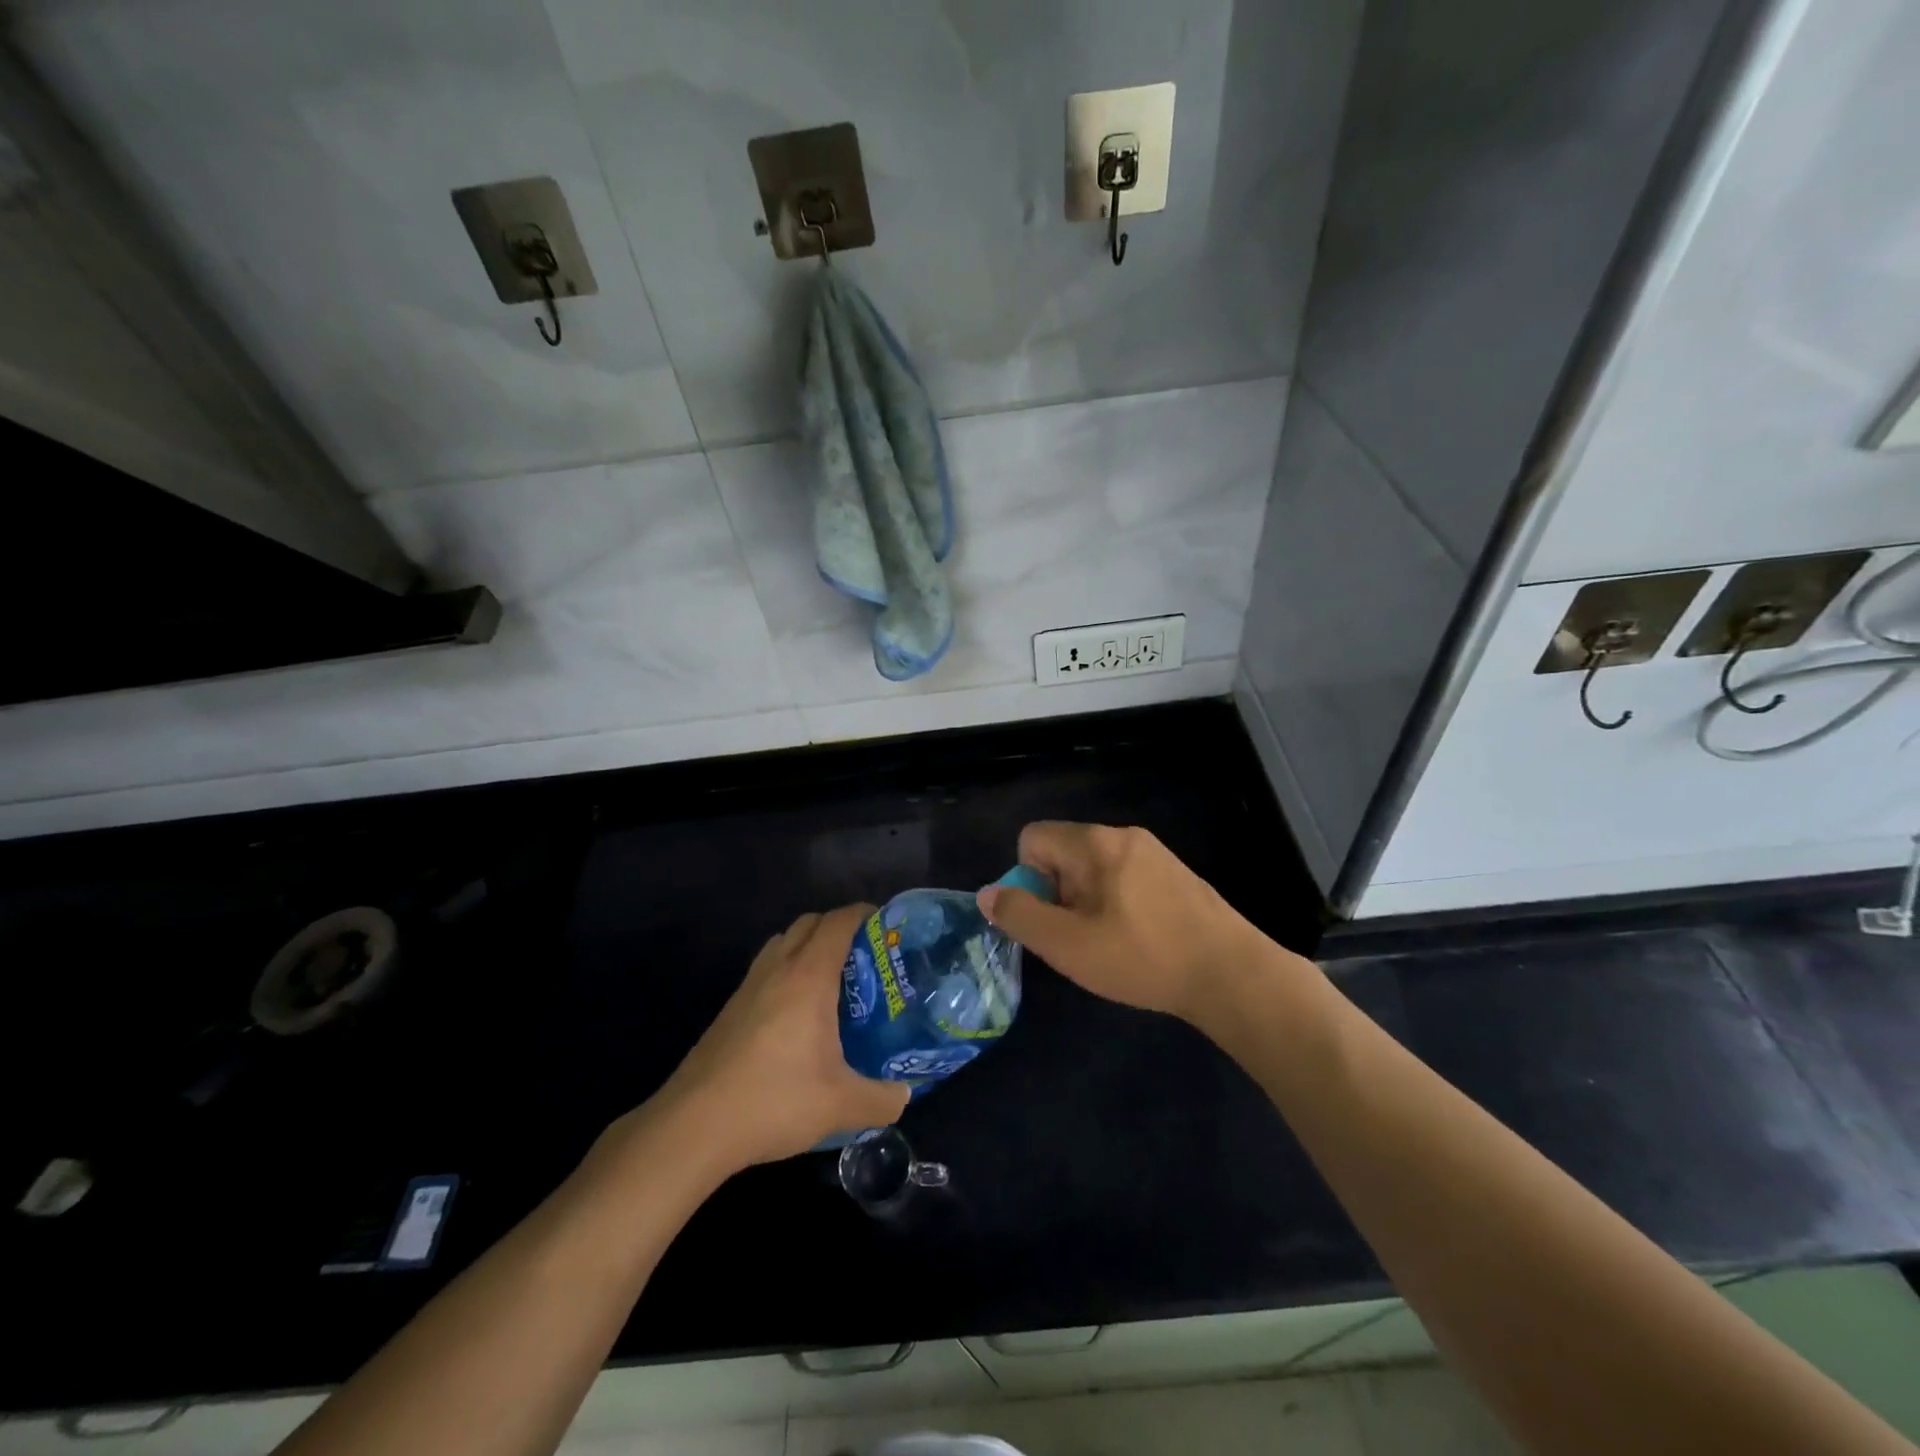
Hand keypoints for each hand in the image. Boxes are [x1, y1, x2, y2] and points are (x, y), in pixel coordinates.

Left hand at [660, 905, 909, 1169]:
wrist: (693, 1126)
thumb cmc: (773, 1100)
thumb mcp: (841, 1106)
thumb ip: (882, 1099)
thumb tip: (904, 1096)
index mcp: (808, 976)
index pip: (839, 922)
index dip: (865, 914)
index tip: (887, 927)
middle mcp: (777, 969)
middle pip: (809, 923)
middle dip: (839, 928)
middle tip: (865, 957)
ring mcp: (748, 987)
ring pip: (782, 943)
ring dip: (808, 947)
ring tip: (832, 983)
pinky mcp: (730, 1009)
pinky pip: (766, 970)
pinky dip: (787, 972)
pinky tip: (797, 1017)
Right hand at [977, 822, 1258, 1024]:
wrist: (1232, 974)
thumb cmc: (1143, 958)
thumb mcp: (1068, 946)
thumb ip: (1020, 916)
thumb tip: (988, 894)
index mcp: (1095, 843)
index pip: (1033, 837)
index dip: (1027, 878)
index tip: (1052, 917)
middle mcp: (1123, 835)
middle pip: (1064, 851)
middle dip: (1058, 892)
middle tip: (1080, 937)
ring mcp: (1154, 852)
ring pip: (1095, 867)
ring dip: (1087, 901)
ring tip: (1110, 944)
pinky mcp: (1176, 874)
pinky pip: (1125, 877)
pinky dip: (1117, 903)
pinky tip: (1139, 941)